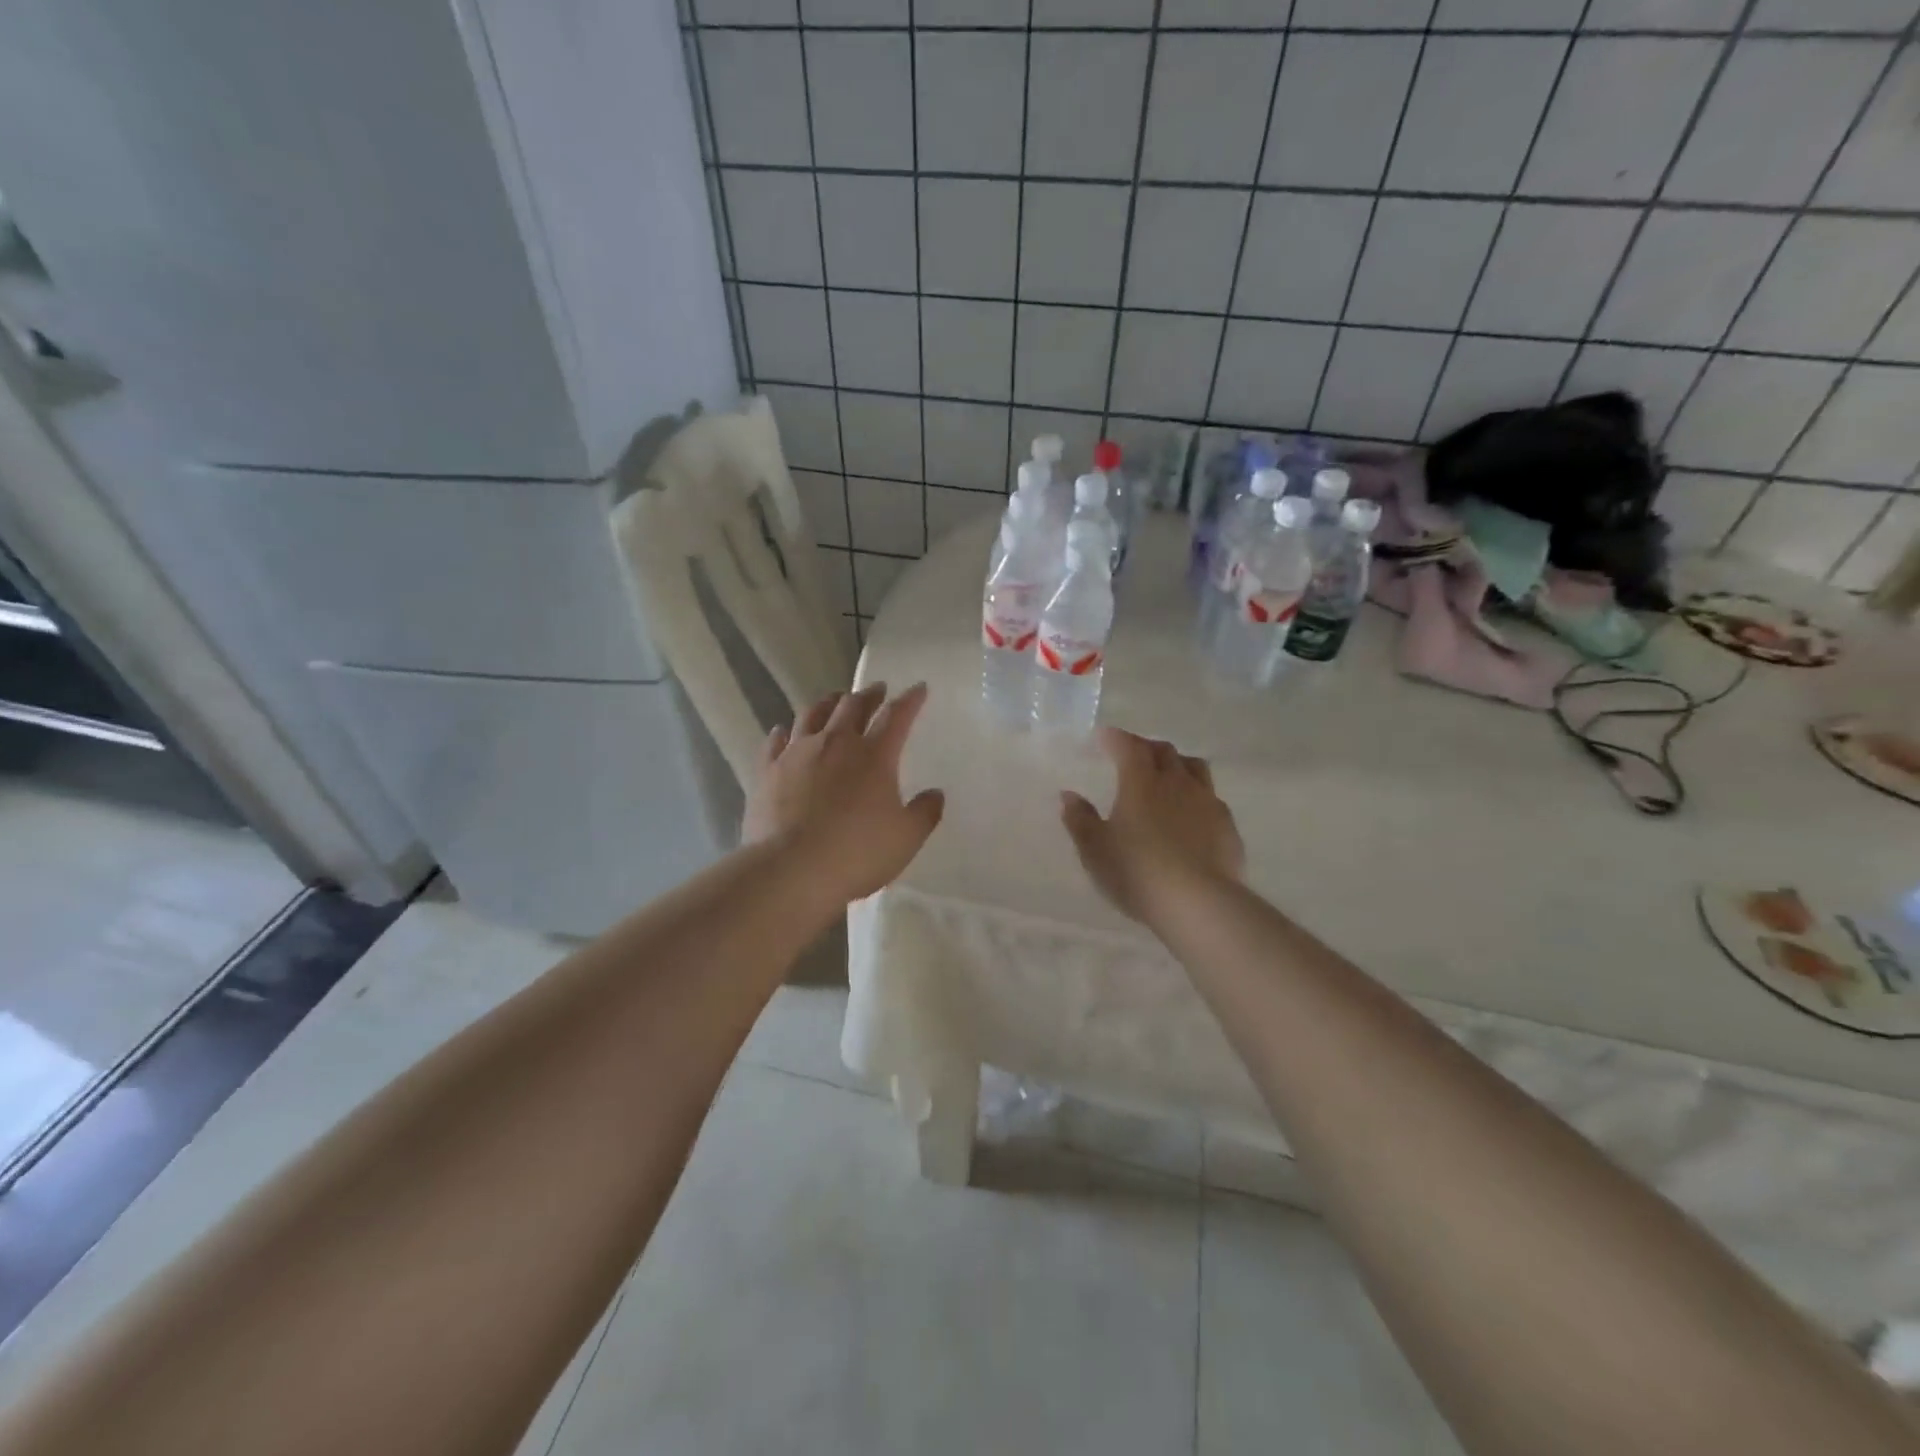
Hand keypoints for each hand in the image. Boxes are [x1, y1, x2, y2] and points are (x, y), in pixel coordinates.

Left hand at [743, 683, 944, 903]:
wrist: (791, 870)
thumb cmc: (857, 853)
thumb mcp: (906, 838)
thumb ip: (925, 812)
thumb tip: (935, 793)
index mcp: (874, 755)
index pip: (897, 716)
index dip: (910, 700)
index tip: (918, 688)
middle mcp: (836, 743)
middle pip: (853, 705)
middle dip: (869, 694)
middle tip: (877, 690)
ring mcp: (797, 753)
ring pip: (812, 714)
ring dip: (828, 702)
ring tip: (835, 699)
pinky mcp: (767, 771)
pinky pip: (775, 741)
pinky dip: (784, 732)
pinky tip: (783, 731)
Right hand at [1061, 727, 1243, 922]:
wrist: (1199, 903)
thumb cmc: (1137, 873)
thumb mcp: (1095, 851)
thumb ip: (1081, 820)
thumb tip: (1069, 796)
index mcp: (1140, 782)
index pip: (1128, 746)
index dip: (1115, 738)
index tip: (1105, 737)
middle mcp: (1176, 782)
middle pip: (1163, 751)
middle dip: (1145, 747)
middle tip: (1132, 755)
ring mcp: (1206, 801)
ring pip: (1194, 767)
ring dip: (1177, 764)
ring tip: (1167, 776)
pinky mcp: (1227, 824)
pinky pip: (1211, 797)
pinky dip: (1196, 795)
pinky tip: (1191, 814)